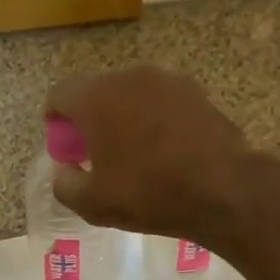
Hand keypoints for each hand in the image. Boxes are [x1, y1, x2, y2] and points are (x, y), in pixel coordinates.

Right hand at [43, 66, 251, 239]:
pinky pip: (161, 102)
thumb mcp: (92, 202)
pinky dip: (154, 119)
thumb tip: (64, 170)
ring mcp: (167, 80)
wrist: (224, 190)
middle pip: (96, 91)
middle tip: (95, 152)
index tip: (65, 146)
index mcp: (96, 97)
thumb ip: (64, 183)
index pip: (59, 94)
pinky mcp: (197, 92)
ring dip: (123, 116)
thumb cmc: (148, 193)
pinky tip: (164, 151)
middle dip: (90, 118)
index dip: (55, 120)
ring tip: (133, 152)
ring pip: (131, 94)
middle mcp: (129, 76)